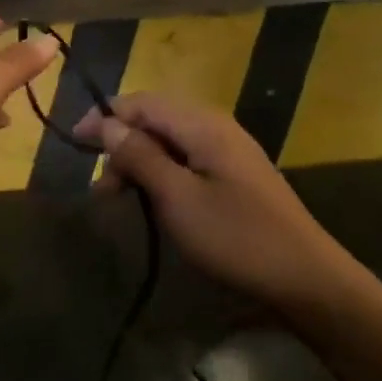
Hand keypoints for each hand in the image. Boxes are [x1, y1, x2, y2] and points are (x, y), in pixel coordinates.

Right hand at [74, 94, 348, 311]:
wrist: (307, 279)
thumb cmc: (237, 237)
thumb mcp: (178, 199)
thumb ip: (140, 156)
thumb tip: (106, 124)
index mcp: (201, 123)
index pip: (140, 102)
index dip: (103, 118)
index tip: (74, 145)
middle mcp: (214, 124)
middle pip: (154, 117)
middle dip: (120, 143)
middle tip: (101, 188)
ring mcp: (228, 148)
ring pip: (169, 139)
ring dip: (139, 160)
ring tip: (120, 197)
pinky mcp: (235, 172)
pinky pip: (187, 156)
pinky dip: (161, 171)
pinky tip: (153, 198)